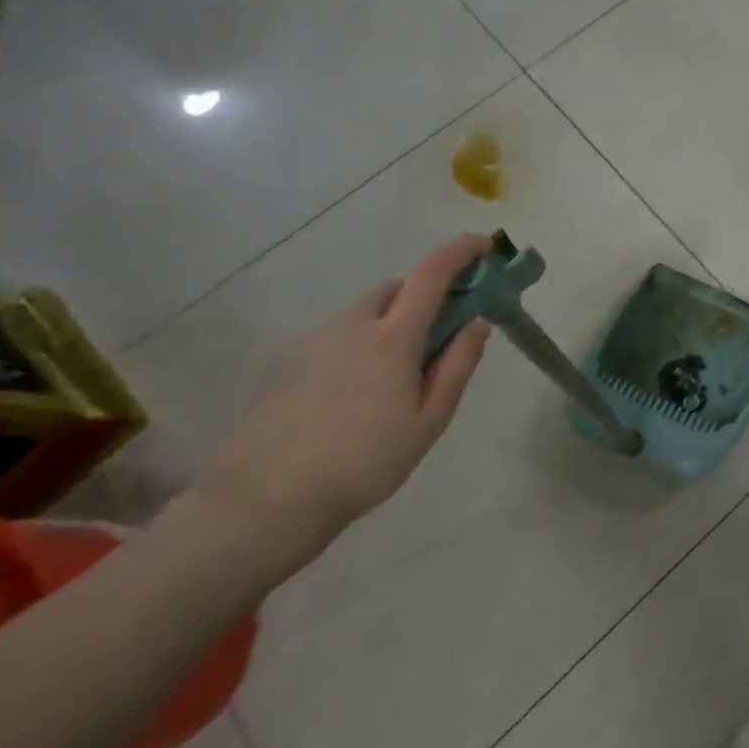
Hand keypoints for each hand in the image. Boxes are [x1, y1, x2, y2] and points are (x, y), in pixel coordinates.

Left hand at [193, 234, 493, 563]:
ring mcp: (313, 345)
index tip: (484, 244)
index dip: (460, 251)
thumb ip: (458, 365)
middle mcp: (351, 328)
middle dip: (423, 295)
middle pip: (394, 289)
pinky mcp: (287, 367)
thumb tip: (477, 323)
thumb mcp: (430, 419)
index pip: (432, 274)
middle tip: (442, 331)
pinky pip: (337, 338)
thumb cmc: (364, 461)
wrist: (264, 503)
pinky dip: (360, 344)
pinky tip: (359, 393)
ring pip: (362, 313)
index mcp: (392, 338)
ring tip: (400, 372)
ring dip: (390, 320)